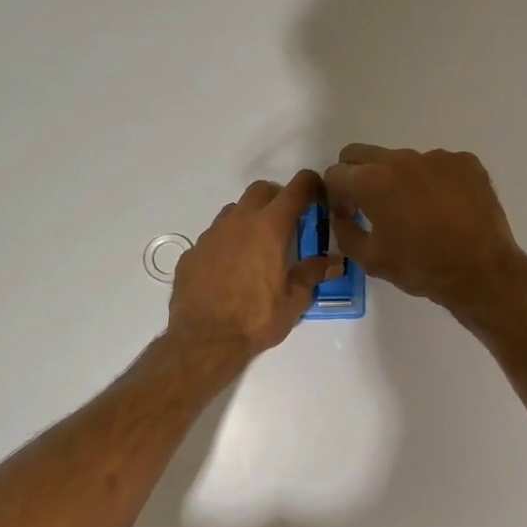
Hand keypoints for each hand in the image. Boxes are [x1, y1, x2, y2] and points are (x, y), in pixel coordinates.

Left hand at [167, 171, 337, 365]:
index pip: (296, 189)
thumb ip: (312, 275)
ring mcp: (211, 235)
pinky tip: (230, 269)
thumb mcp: (294, 301)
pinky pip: (214, 237)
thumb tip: (334, 262)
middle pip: (261, 190)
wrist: (203, 340)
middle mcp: (238, 222)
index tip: (319, 195)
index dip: (311, 185)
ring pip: (234, 211)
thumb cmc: (255, 320)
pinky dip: (227, 243)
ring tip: (258, 248)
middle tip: (289, 222)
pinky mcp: (192, 252)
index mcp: (269, 228)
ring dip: (250, 219)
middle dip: (278, 198)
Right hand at [323, 145, 526, 314]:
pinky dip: (432, 182)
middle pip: (362, 155)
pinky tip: (445, 209)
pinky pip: (437, 165)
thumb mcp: (370, 260)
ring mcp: (436, 157)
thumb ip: (345, 232)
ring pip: (402, 160)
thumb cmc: (421, 267)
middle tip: (371, 206)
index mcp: (371, 181)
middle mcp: (400, 159)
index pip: (335, 173)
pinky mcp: (465, 162)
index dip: (335, 196)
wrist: (482, 271)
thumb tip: (342, 217)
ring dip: (398, 180)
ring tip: (416, 212)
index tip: (348, 214)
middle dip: (357, 176)